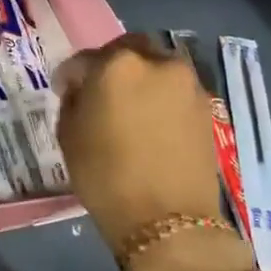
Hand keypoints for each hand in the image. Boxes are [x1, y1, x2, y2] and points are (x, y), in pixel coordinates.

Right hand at [56, 33, 225, 249]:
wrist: (168, 221)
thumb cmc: (106, 177)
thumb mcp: (69, 136)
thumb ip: (73, 101)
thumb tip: (82, 91)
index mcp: (116, 65)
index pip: (83, 60)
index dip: (69, 76)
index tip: (63, 91)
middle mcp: (155, 62)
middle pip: (128, 50)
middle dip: (111, 64)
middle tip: (100, 89)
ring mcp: (186, 83)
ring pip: (157, 66)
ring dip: (141, 77)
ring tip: (130, 105)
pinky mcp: (206, 106)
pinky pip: (175, 89)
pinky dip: (161, 96)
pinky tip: (151, 120)